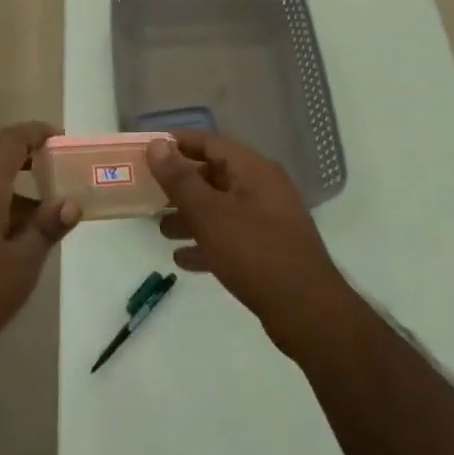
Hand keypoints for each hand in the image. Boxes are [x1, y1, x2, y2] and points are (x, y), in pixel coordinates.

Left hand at [0, 122, 79, 377]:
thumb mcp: (19, 267)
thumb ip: (45, 230)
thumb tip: (70, 203)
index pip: (9, 141)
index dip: (36, 133)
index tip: (61, 138)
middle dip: (25, 156)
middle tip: (55, 170)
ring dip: (11, 188)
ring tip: (41, 214)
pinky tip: (10, 242)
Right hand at [148, 130, 357, 354]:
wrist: (307, 312)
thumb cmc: (255, 253)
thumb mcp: (210, 214)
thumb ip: (180, 179)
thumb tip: (157, 144)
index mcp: (253, 169)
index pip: (209, 142)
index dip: (177, 143)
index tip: (146, 150)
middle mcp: (262, 187)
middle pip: (214, 174)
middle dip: (180, 183)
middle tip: (147, 192)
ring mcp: (268, 219)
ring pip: (221, 207)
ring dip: (190, 215)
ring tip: (160, 228)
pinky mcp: (269, 249)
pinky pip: (231, 236)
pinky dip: (207, 242)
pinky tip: (183, 259)